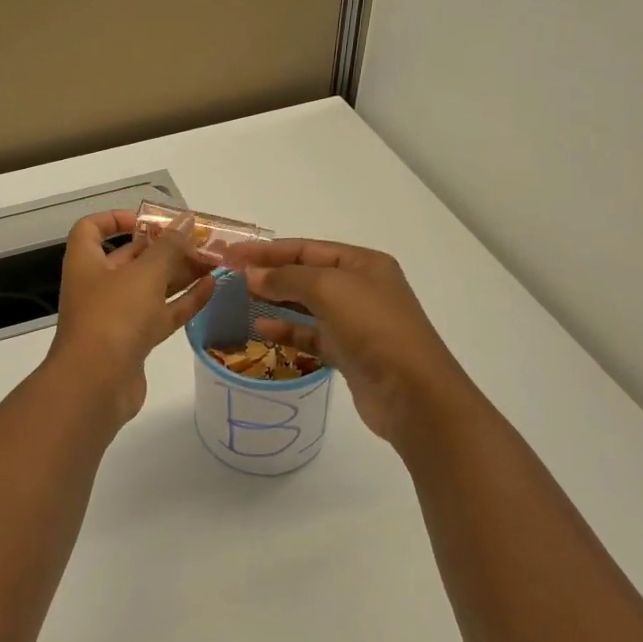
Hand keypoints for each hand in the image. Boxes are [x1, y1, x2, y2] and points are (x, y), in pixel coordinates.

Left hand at [44, 211, 213, 430]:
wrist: (96, 385)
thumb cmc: (113, 316)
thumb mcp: (144, 274)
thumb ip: (169, 246)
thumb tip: (186, 220)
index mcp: (87, 262)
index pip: (92, 229)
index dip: (117, 219)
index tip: (150, 220)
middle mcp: (98, 286)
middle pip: (131, 258)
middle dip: (165, 248)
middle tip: (202, 241)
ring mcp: (116, 316)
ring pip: (151, 287)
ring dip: (180, 274)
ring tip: (215, 262)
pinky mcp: (134, 342)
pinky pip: (161, 314)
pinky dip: (184, 301)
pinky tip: (211, 288)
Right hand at [222, 239, 478, 449]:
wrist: (412, 393)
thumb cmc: (372, 327)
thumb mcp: (328, 288)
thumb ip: (286, 277)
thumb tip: (252, 275)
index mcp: (363, 263)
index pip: (307, 248)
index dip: (268, 250)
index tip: (231, 254)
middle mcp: (361, 288)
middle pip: (306, 274)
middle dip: (270, 273)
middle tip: (230, 276)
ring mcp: (356, 322)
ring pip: (307, 305)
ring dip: (275, 300)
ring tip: (241, 299)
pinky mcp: (349, 352)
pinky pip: (311, 334)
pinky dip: (286, 330)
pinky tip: (260, 329)